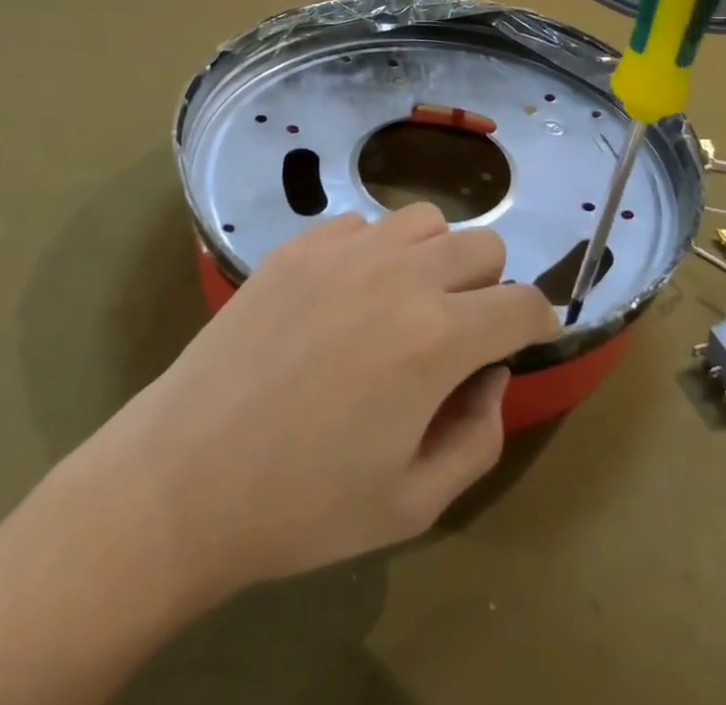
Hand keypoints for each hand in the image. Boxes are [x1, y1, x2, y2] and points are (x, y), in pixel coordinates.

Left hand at [87, 206, 558, 596]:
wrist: (185, 475)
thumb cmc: (303, 504)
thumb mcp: (414, 503)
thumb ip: (479, 436)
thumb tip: (489, 374)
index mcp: (437, 338)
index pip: (522, 304)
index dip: (540, 322)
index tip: (533, 338)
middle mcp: (400, 274)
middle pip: (483, 246)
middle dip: (491, 289)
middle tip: (463, 332)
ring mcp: (345, 250)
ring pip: (426, 220)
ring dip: (437, 258)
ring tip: (408, 302)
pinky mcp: (299, 244)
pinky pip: (363, 225)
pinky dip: (376, 251)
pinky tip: (348, 294)